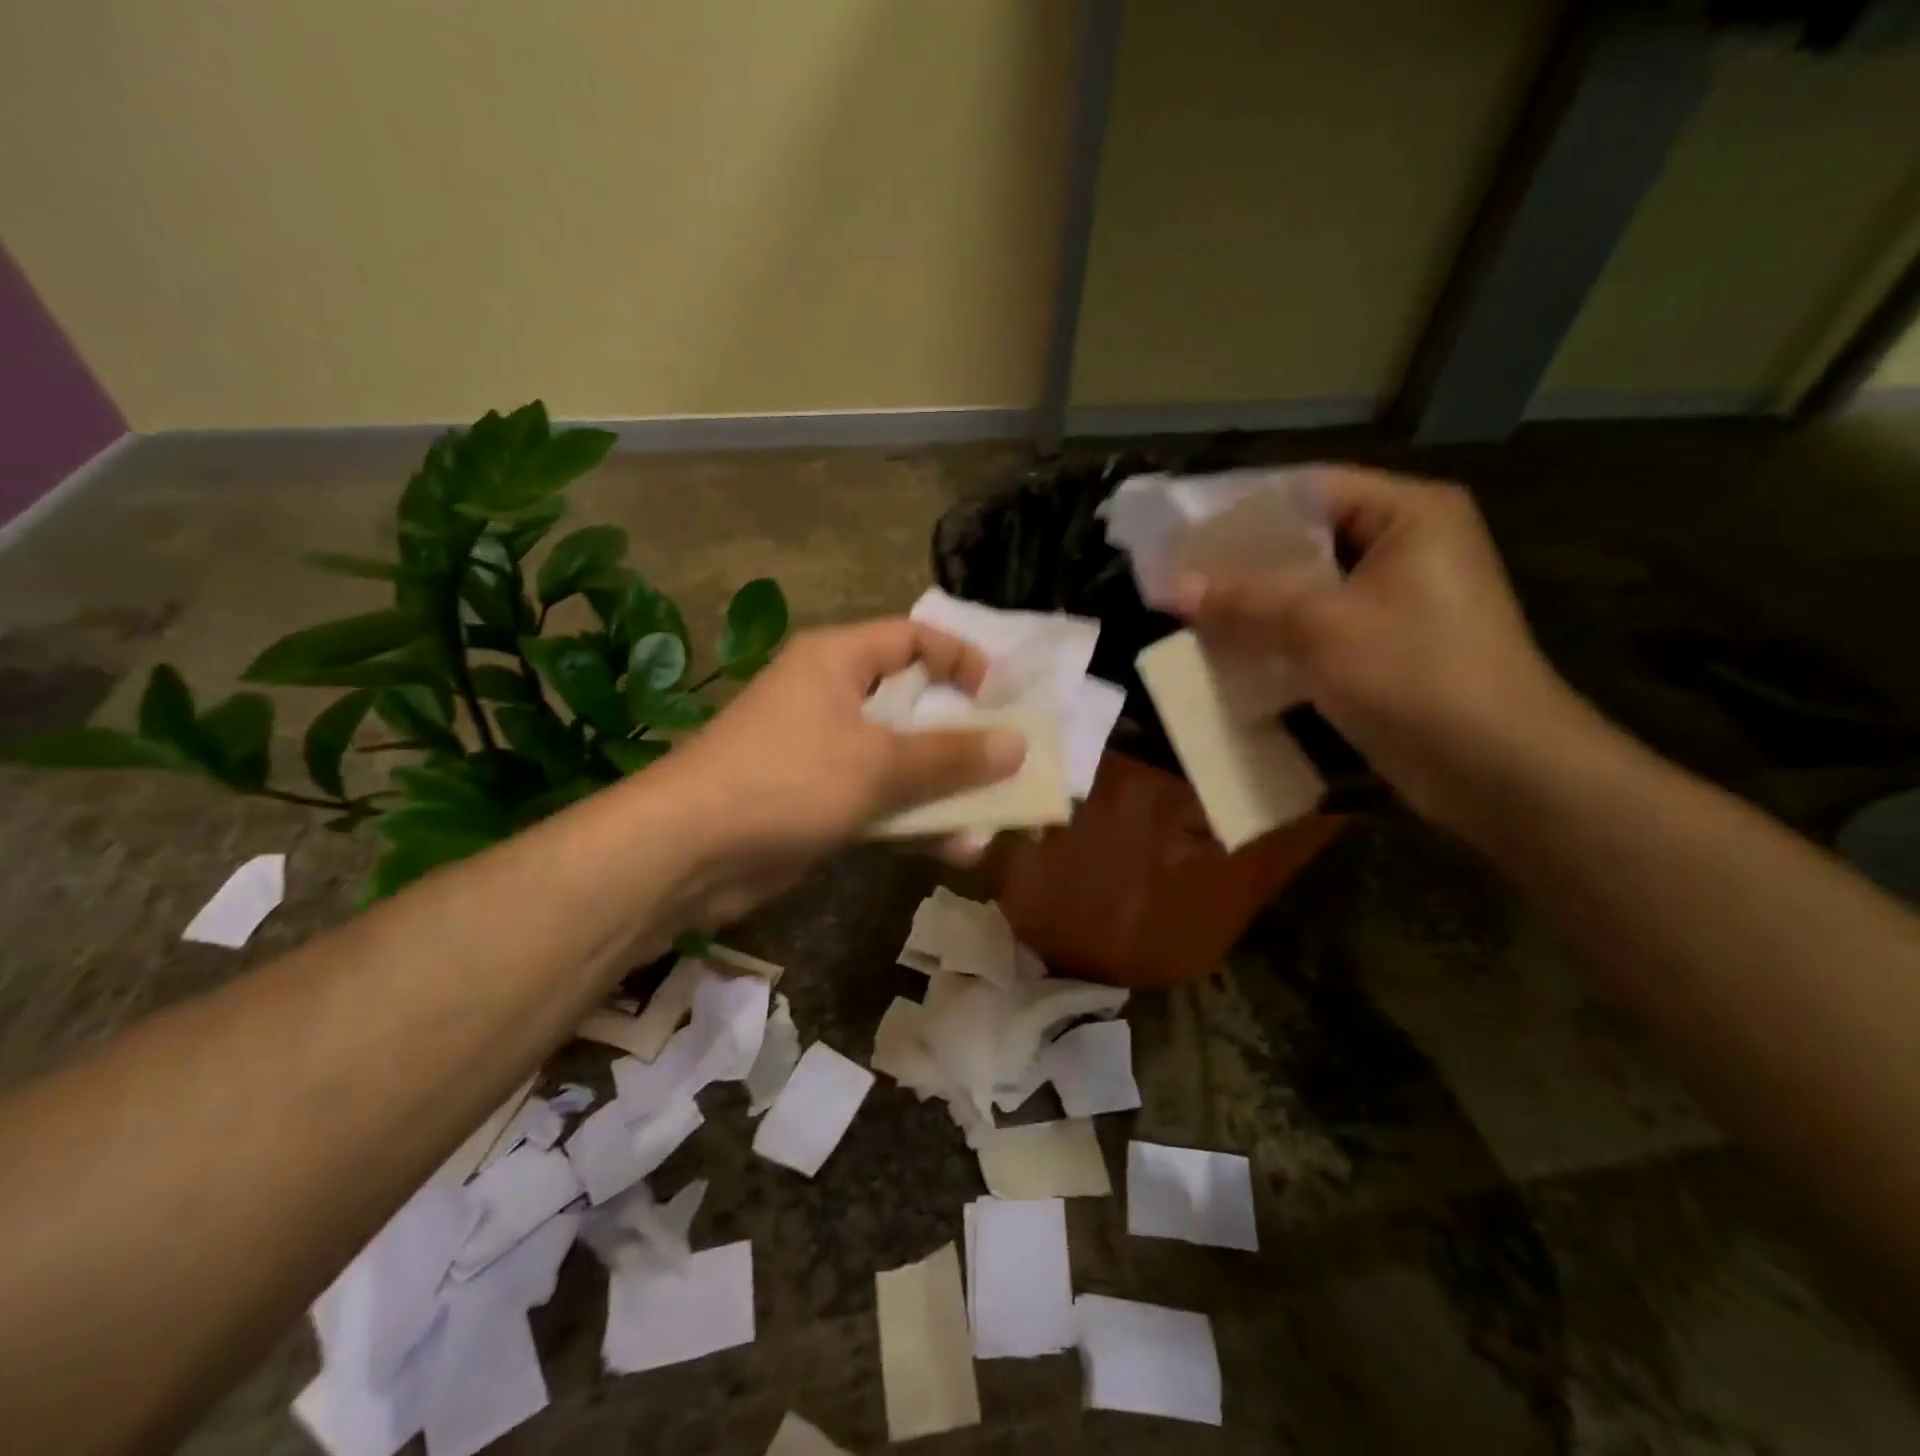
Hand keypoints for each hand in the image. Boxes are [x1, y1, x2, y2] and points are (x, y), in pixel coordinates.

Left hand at [655, 618, 1026, 923]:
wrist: (688, 852)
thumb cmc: (786, 780)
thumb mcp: (877, 763)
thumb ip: (950, 755)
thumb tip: (1017, 744)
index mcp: (838, 661)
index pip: (912, 638)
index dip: (960, 659)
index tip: (999, 697)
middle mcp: (831, 697)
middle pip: (913, 705)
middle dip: (963, 738)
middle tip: (1009, 763)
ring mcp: (824, 752)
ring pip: (901, 760)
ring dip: (945, 789)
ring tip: (994, 819)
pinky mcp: (818, 800)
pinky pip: (880, 800)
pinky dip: (914, 819)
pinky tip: (955, 848)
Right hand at [1168, 467, 1591, 827]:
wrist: (1496, 769)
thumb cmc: (1416, 674)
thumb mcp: (1321, 626)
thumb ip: (1244, 601)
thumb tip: (1171, 588)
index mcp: (1409, 515)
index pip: (1309, 490)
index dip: (1242, 509)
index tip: (1184, 529)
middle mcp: (1406, 547)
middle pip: (1305, 539)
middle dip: (1240, 562)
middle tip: (1177, 573)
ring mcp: (1397, 601)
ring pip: (1306, 589)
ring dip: (1252, 604)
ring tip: (1189, 610)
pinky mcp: (1384, 648)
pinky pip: (1315, 628)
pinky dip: (1274, 637)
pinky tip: (1225, 649)